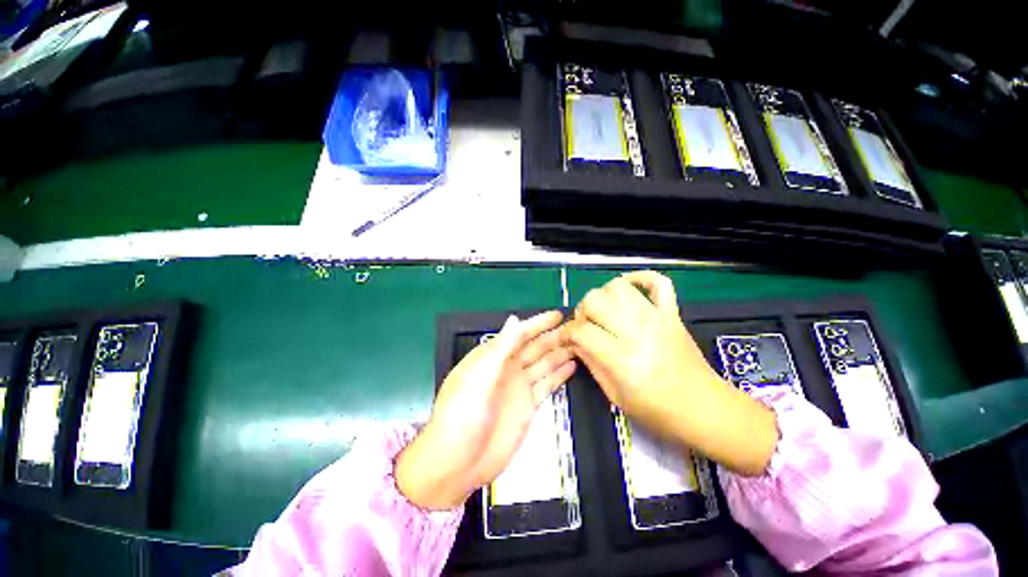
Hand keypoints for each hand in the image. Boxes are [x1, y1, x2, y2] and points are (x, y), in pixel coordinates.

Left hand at [396, 311, 575, 509]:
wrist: (459, 463)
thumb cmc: (462, 415)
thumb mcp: (479, 378)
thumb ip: (499, 349)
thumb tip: (514, 319)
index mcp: (492, 357)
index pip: (519, 334)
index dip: (538, 324)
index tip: (557, 315)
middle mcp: (507, 368)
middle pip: (534, 347)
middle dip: (553, 336)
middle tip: (576, 328)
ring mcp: (519, 387)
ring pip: (544, 364)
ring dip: (560, 353)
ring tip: (580, 344)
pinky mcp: (528, 405)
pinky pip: (547, 384)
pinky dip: (559, 375)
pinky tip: (571, 365)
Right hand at [561, 271, 776, 475]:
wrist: (705, 408)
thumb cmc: (658, 411)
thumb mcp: (615, 395)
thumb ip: (590, 363)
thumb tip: (574, 342)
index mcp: (623, 358)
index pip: (581, 330)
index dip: (567, 333)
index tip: (567, 340)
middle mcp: (638, 331)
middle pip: (594, 301)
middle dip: (581, 313)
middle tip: (585, 327)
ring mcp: (657, 317)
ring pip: (617, 286)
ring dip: (603, 296)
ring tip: (604, 312)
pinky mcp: (672, 312)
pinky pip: (657, 282)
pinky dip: (640, 278)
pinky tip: (628, 288)